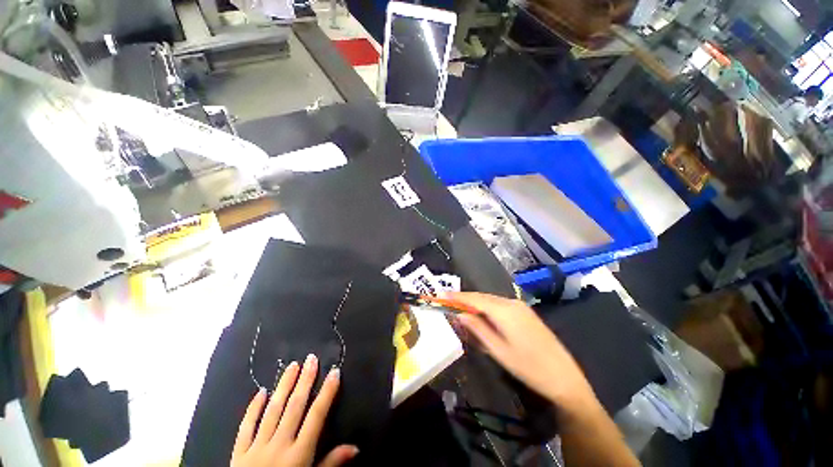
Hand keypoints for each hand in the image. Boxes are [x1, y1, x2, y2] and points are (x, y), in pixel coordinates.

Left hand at [231, 354, 357, 466]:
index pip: (317, 416)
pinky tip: (261, 392)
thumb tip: (355, 447)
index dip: (327, 392)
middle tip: (311, 359)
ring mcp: (257, 447)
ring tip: (292, 366)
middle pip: (294, 407)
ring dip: (284, 386)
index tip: (334, 371)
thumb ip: (331, 464)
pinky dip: (253, 409)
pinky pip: (246, 427)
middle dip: (305, 381)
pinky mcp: (239, 453)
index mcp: (298, 453)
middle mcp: (279, 445)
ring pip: (272, 411)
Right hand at [447, 292, 597, 411]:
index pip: (475, 299)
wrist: (565, 378)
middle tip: (449, 304)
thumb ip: (478, 329)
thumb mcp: (498, 350)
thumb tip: (460, 314)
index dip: (457, 297)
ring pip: (491, 301)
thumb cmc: (529, 367)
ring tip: (462, 312)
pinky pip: (500, 306)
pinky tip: (483, 319)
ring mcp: (520, 307)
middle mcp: (511, 303)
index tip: (442, 295)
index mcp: (504, 310)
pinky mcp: (525, 313)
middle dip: (465, 300)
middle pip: (482, 297)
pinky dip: (488, 309)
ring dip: (476, 305)